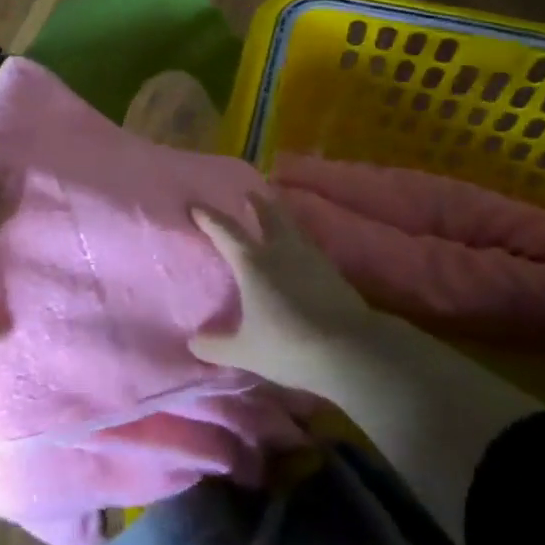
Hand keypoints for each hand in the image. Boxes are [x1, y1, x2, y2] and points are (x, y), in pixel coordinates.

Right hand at [189, 194, 374, 389]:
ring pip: (292, 226)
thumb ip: (216, 346)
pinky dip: (298, 239)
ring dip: (281, 217)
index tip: (195, 205)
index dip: (208, 217)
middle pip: (268, 215)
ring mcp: (310, 257)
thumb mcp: (246, 351)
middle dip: (256, 202)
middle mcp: (281, 250)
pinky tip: (300, 250)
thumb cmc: (290, 345)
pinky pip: (308, 244)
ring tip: (275, 214)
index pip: (225, 231)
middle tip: (248, 193)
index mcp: (253, 263)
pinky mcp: (332, 271)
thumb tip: (192, 344)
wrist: (351, 349)